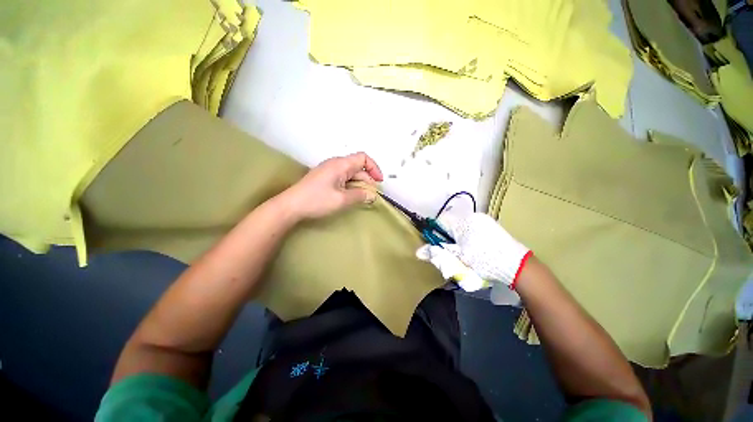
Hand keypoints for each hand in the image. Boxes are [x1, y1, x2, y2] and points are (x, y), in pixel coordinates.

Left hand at [280, 152, 383, 219]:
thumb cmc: (317, 200)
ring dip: (359, 185)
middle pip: (358, 168)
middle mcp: (335, 164)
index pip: (363, 158)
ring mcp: (329, 171)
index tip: (379, 182)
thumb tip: (372, 195)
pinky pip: (343, 179)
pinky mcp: (325, 178)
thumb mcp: (342, 199)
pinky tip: (351, 196)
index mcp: (340, 164)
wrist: (291, 206)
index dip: (374, 168)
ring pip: (350, 174)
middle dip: (367, 180)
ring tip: (363, 198)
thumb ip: (360, 196)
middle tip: (372, 196)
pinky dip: (351, 187)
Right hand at [416, 213, 531, 289]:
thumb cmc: (484, 262)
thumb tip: (417, 252)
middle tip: (454, 251)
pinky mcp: (492, 224)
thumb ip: (437, 253)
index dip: (437, 233)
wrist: (518, 266)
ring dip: (460, 236)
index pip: (441, 222)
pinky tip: (477, 248)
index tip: (440, 245)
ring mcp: (484, 219)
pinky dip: (470, 235)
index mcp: (463, 223)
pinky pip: (474, 226)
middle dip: (449, 236)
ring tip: (467, 251)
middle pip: (452, 224)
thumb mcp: (458, 259)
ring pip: (463, 225)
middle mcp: (473, 216)